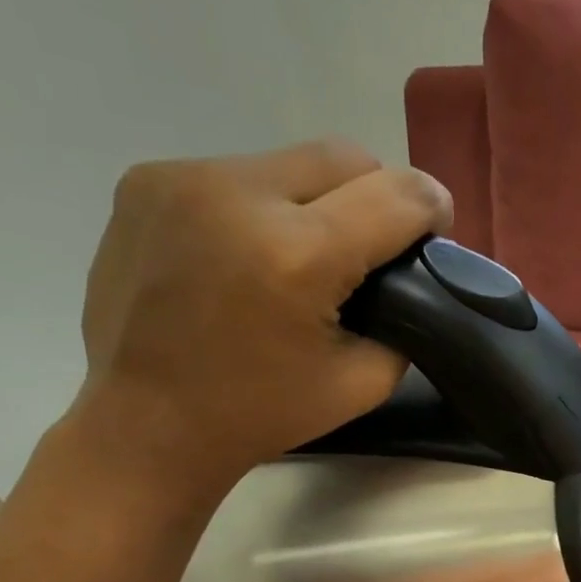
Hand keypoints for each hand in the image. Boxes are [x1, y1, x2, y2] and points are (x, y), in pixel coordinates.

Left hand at [72, 140, 451, 494]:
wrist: (147, 423)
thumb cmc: (261, 414)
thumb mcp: (362, 383)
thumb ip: (401, 319)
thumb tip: (407, 274)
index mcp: (298, 255)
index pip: (395, 195)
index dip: (430, 208)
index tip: (434, 230)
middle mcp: (237, 194)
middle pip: (344, 158)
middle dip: (376, 195)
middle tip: (373, 245)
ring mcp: (183, 178)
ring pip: (289, 162)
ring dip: (316, 200)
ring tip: (302, 255)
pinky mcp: (146, 180)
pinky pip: (236, 174)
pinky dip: (262, 206)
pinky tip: (248, 253)